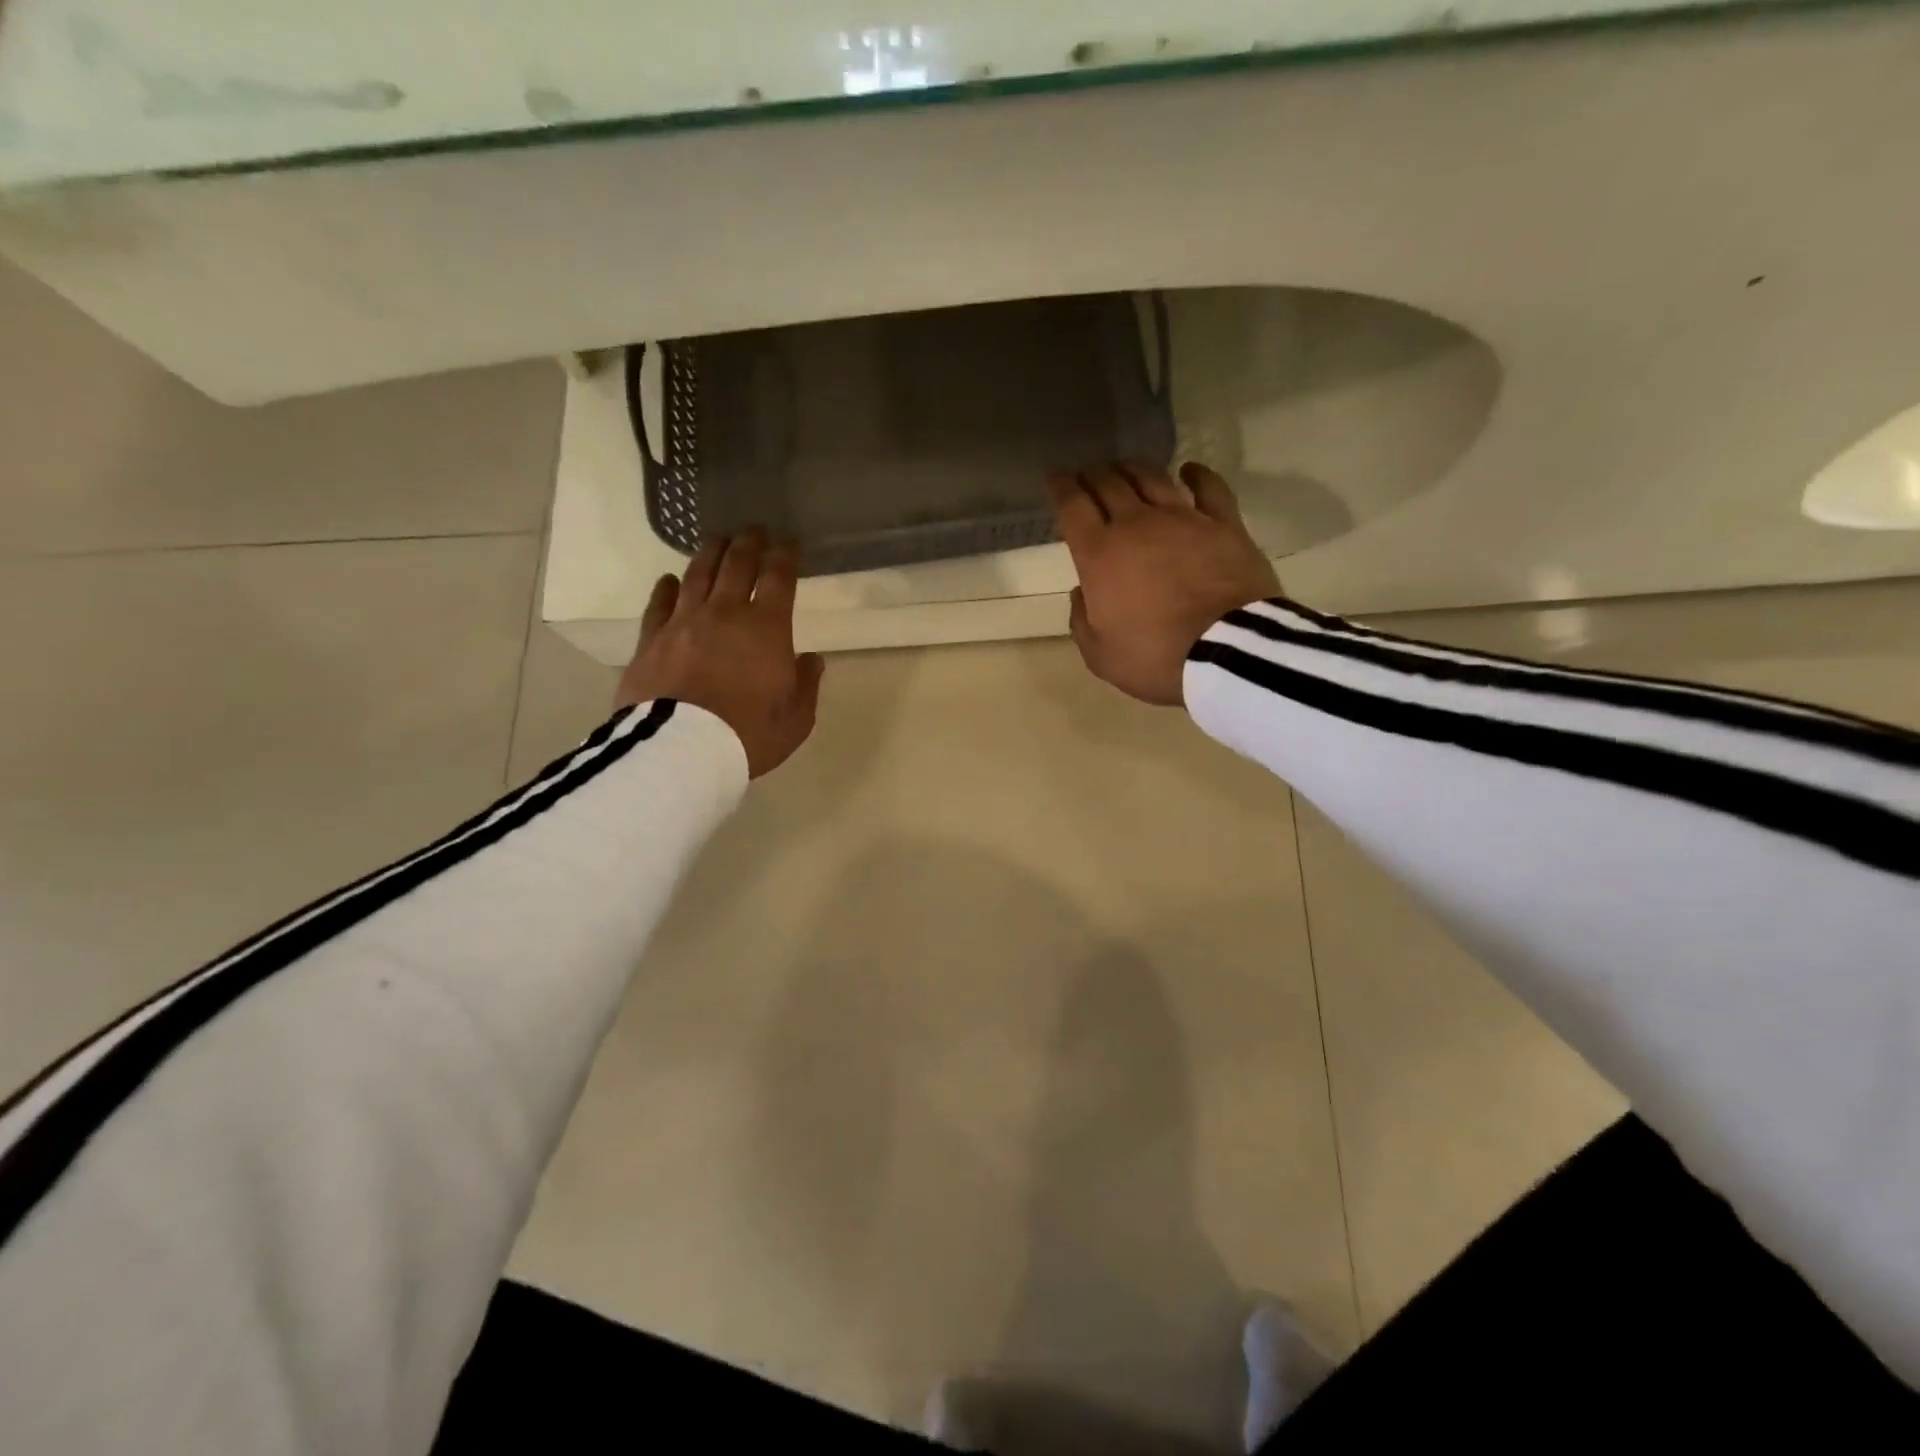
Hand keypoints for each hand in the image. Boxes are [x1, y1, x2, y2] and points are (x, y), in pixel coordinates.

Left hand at [614, 531, 824, 777]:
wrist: (682, 750)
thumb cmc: (749, 733)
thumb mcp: (796, 717)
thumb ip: (806, 683)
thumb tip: (810, 659)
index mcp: (767, 627)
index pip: (778, 578)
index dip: (785, 555)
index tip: (789, 541)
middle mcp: (725, 613)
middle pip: (737, 565)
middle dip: (749, 543)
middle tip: (755, 530)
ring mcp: (683, 622)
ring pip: (698, 575)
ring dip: (710, 553)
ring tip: (717, 539)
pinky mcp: (651, 639)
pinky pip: (660, 604)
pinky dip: (667, 588)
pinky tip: (670, 580)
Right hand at [1049, 462, 1280, 706]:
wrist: (1226, 652)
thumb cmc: (1155, 657)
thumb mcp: (1100, 654)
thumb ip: (1081, 620)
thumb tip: (1083, 592)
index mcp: (1099, 554)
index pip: (1072, 506)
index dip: (1060, 487)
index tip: (1054, 476)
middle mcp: (1136, 524)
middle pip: (1108, 484)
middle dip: (1092, 475)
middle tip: (1087, 476)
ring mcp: (1183, 518)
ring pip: (1152, 478)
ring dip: (1133, 469)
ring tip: (1124, 468)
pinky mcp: (1223, 523)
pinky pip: (1208, 487)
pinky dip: (1196, 474)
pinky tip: (1188, 470)